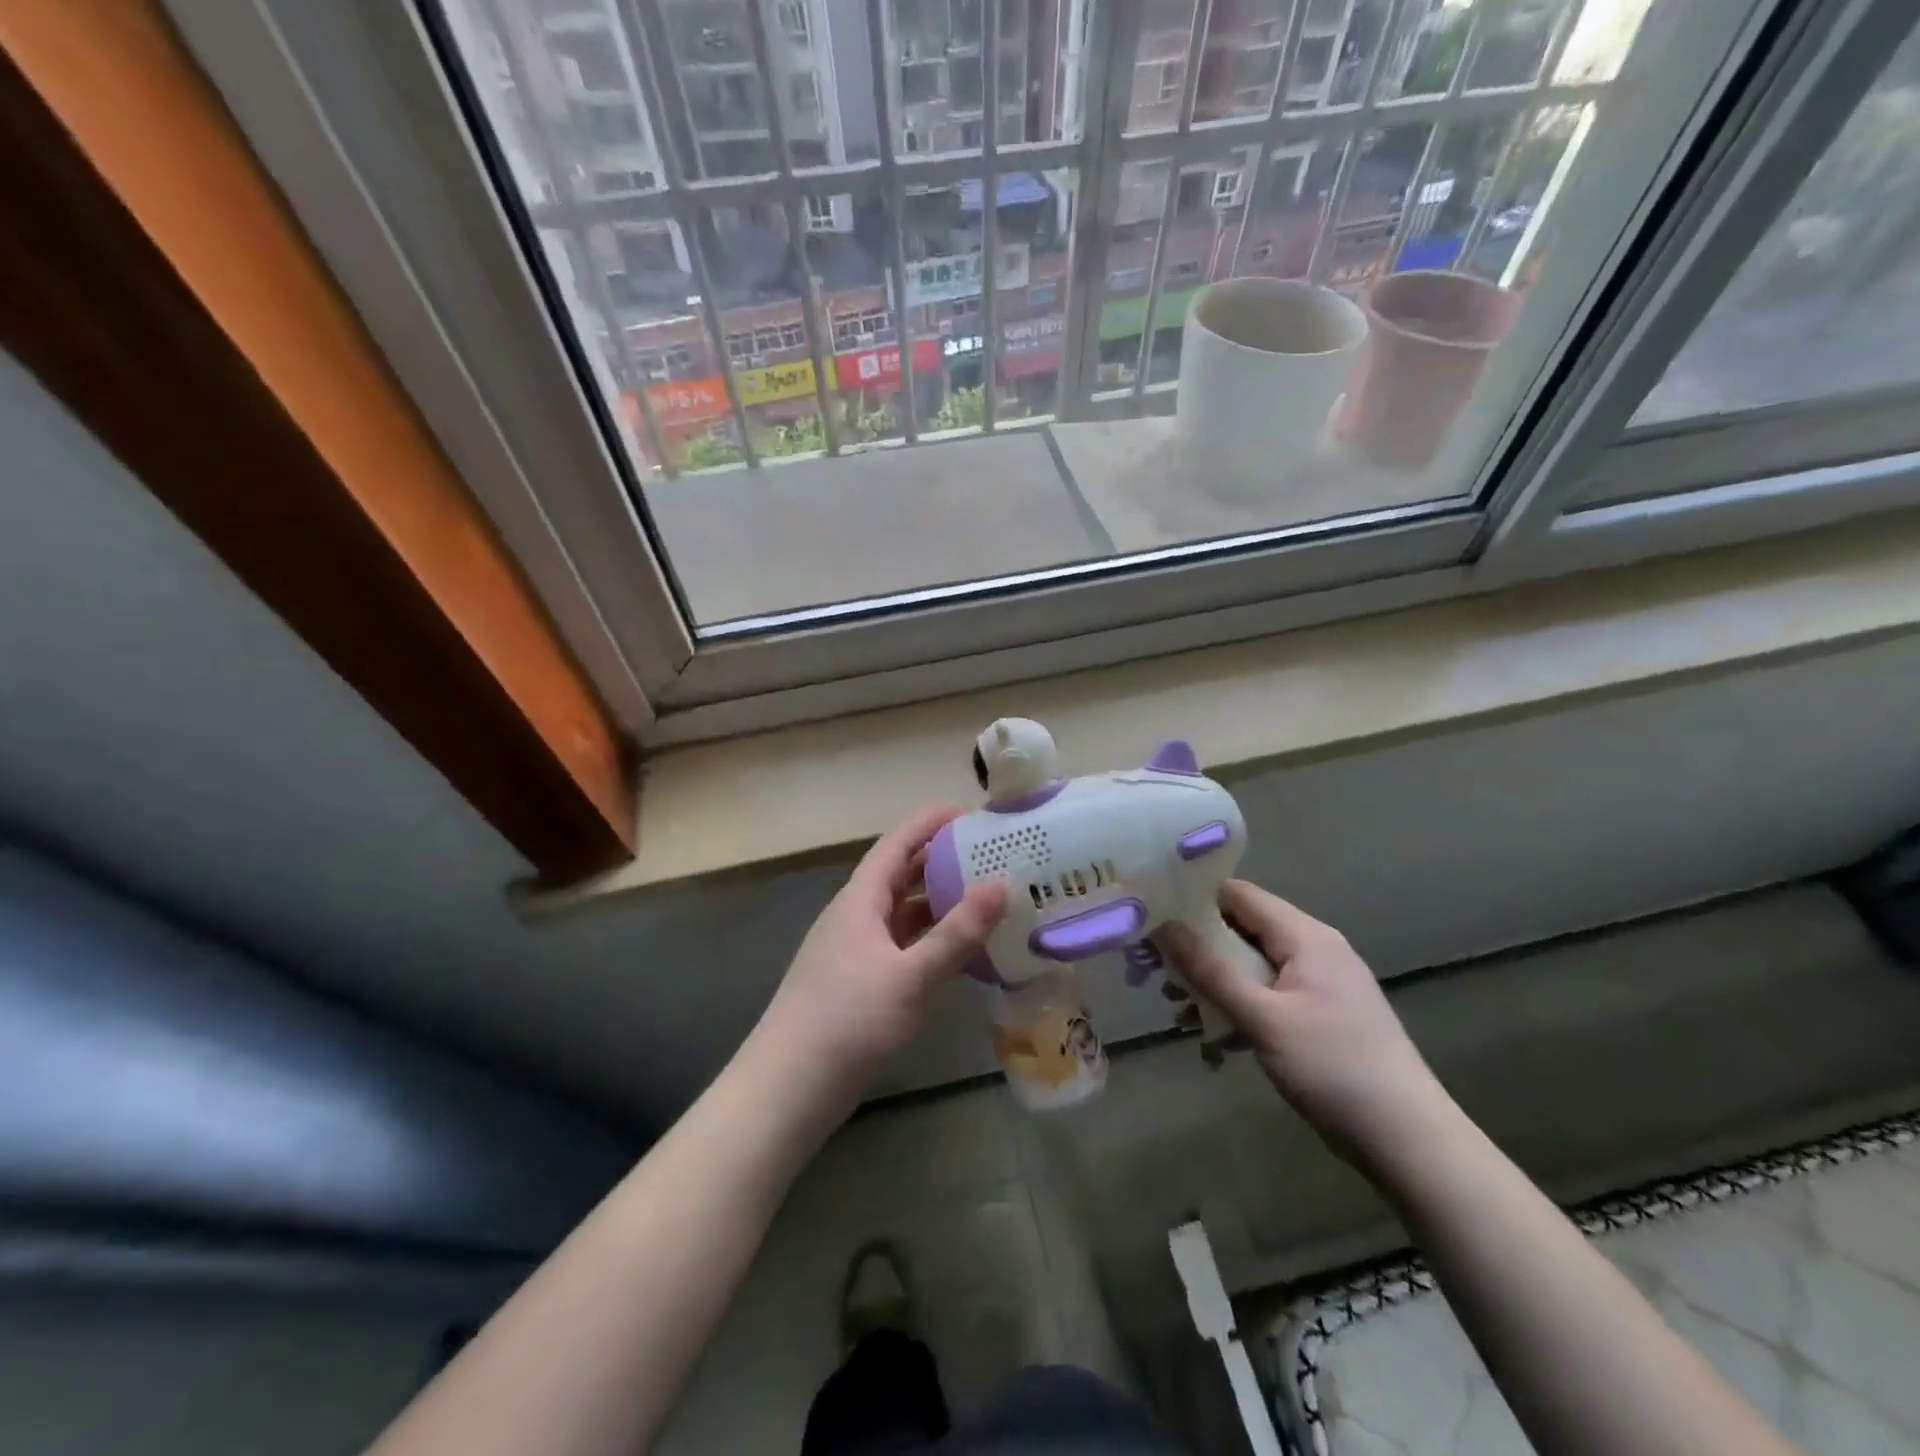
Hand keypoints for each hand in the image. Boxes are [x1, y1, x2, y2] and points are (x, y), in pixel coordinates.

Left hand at [754, 805, 1007, 1103]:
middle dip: (940, 861)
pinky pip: (899, 944)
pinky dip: (928, 939)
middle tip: (988, 855)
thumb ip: (958, 932)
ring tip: (983, 899)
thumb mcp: (912, 975)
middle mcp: (854, 916)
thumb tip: (1002, 883)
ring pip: (900, 913)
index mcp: (860, 900)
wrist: (789, 1088)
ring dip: (937, 902)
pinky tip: (956, 953)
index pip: (896, 844)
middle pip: (899, 875)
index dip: (929, 823)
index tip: (968, 811)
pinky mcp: (857, 981)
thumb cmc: (849, 1020)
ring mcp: (854, 950)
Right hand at [1162, 881, 1445, 1160]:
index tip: (1152, 918)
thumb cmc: (1333, 1068)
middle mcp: (1313, 949)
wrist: (1409, 1142)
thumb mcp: (1263, 1018)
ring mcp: (1319, 985)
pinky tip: (1214, 1041)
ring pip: (1251, 968)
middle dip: (1197, 951)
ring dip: (1214, 985)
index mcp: (1305, 936)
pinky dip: (1239, 1010)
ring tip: (1177, 1012)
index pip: (1238, 895)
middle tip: (1156, 973)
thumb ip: (1210, 970)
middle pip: (1242, 931)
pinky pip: (1268, 998)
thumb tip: (1163, 925)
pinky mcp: (1321, 1017)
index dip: (1193, 900)